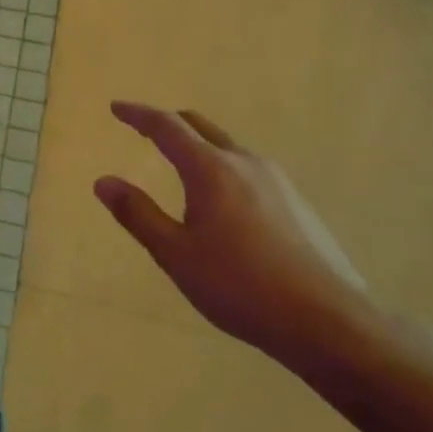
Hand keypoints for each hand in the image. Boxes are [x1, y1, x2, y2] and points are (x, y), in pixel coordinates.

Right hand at [93, 104, 373, 369]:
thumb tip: (103, 181)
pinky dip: (221, 166)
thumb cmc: (239, 286)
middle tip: (143, 128)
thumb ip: (137, 214)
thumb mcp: (175, 253)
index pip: (167, 127)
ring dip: (198, 145)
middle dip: (169, 123)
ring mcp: (277, 182)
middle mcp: (245, 164)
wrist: (329, 323)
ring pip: (228, 147)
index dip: (138, 115)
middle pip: (200, 127)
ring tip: (180, 163)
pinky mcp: (297, 204)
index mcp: (211, 170)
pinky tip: (221, 199)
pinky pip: (248, 169)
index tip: (116, 108)